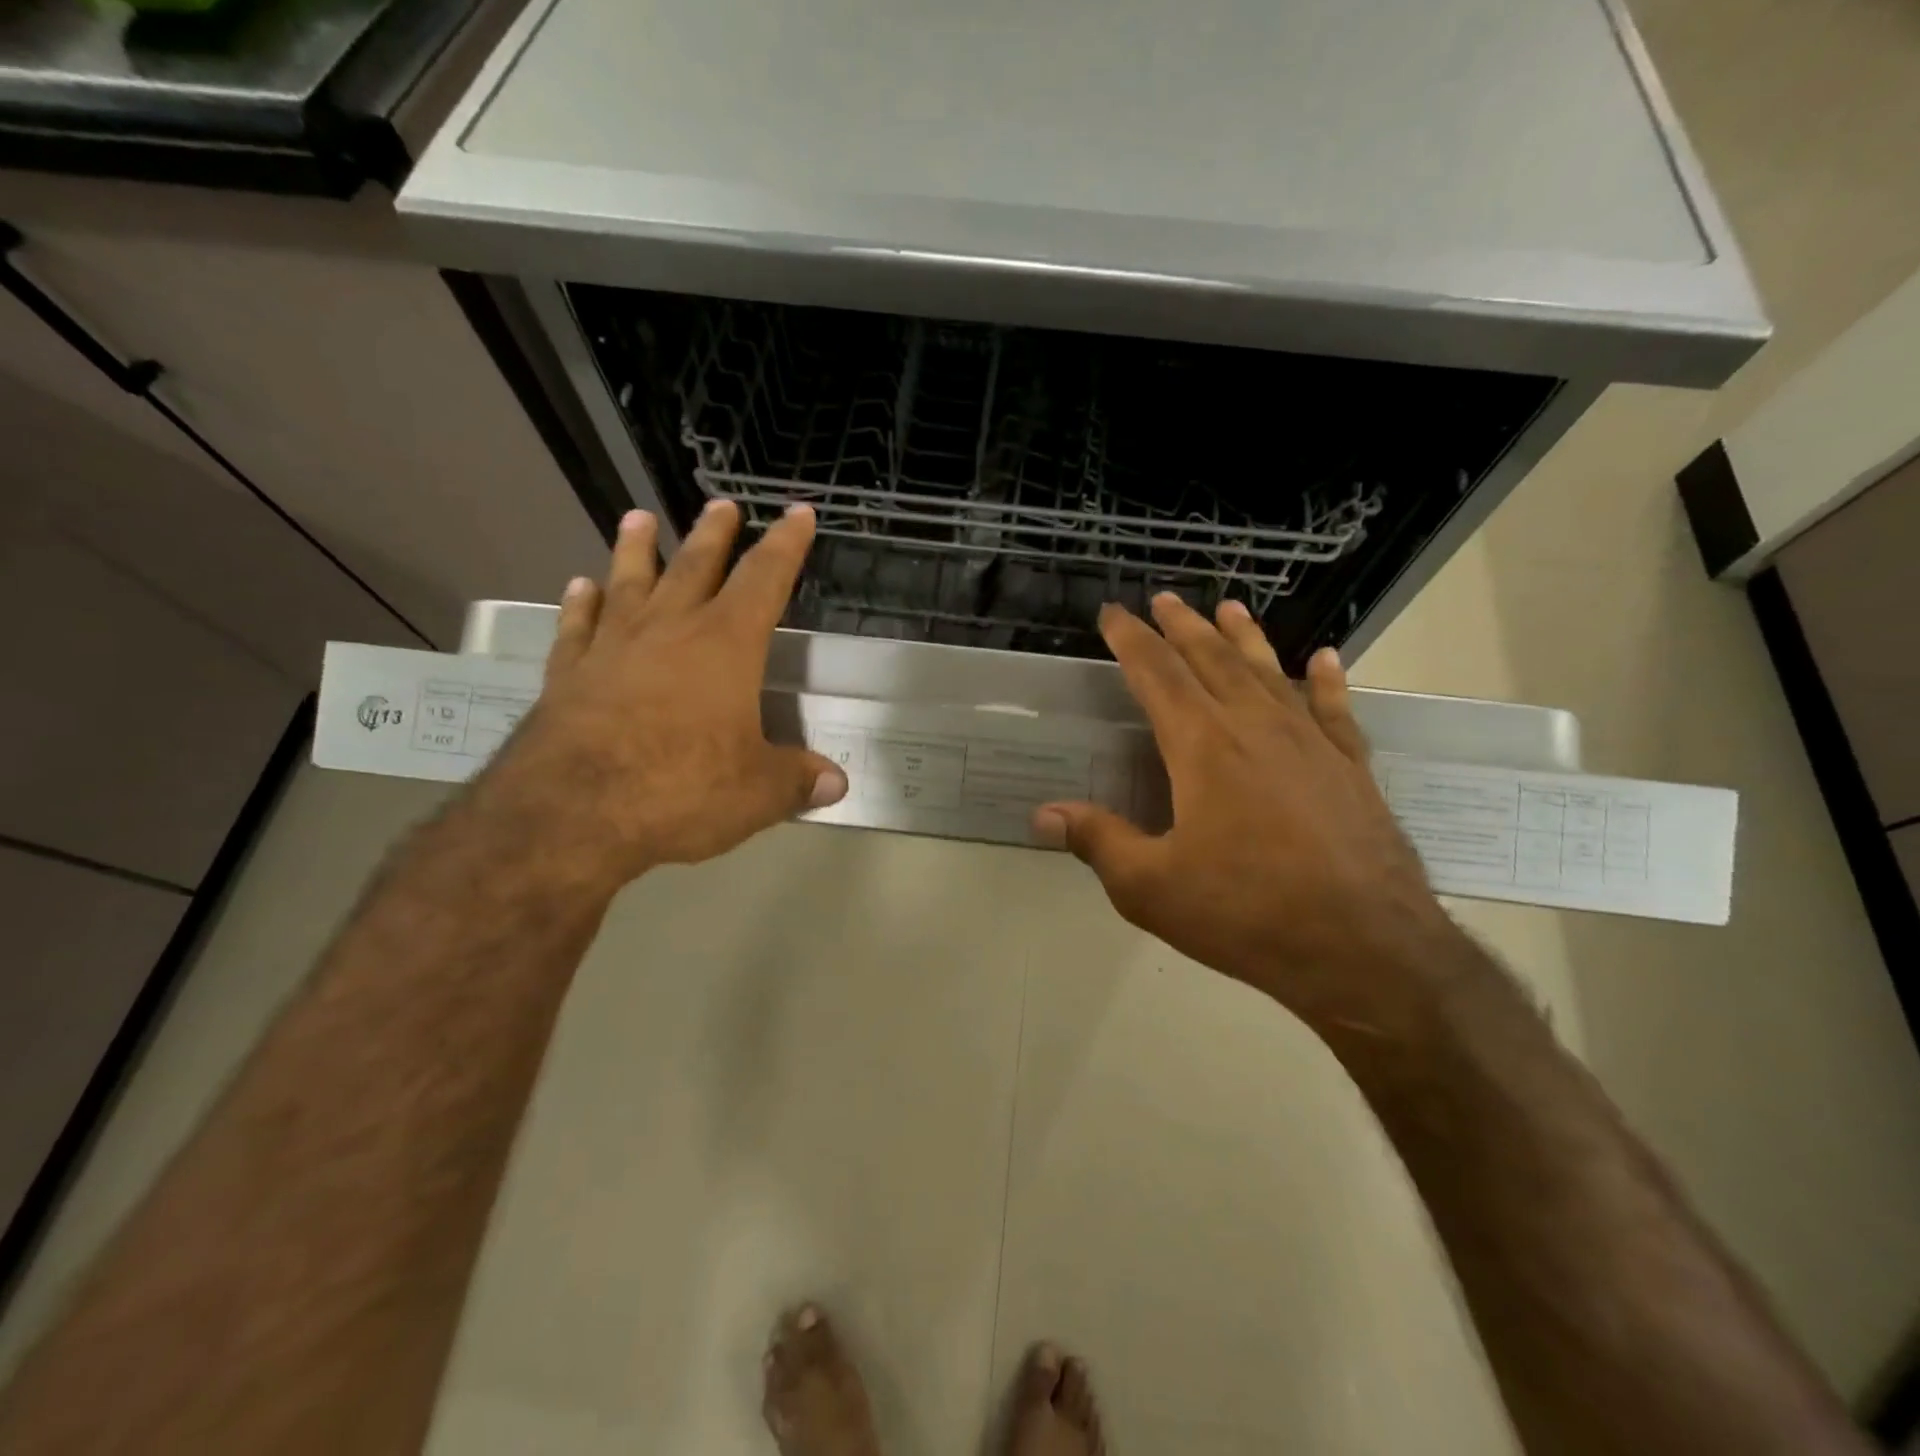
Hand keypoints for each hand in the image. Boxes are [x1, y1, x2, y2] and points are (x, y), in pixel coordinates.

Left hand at [479, 500, 846, 889]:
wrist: (572, 813)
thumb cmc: (681, 789)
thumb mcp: (758, 793)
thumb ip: (798, 780)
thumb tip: (837, 782)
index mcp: (726, 646)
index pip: (765, 579)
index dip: (786, 545)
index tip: (797, 512)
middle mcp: (670, 630)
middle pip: (695, 567)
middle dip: (713, 535)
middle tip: (721, 505)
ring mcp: (613, 648)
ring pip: (629, 583)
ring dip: (635, 549)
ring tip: (638, 518)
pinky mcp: (569, 674)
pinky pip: (578, 627)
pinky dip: (582, 605)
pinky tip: (581, 588)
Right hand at [1031, 594, 1460, 1036]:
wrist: (1365, 950)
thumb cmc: (1246, 914)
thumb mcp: (1151, 887)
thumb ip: (1098, 841)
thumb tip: (1043, 813)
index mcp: (1202, 747)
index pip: (1156, 675)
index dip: (1131, 641)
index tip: (1113, 613)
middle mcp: (1255, 727)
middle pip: (1212, 660)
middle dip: (1182, 627)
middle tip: (1163, 599)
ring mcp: (1310, 743)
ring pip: (1269, 673)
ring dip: (1244, 638)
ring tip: (1229, 608)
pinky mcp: (1351, 768)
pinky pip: (1335, 710)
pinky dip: (1326, 681)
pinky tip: (1323, 659)